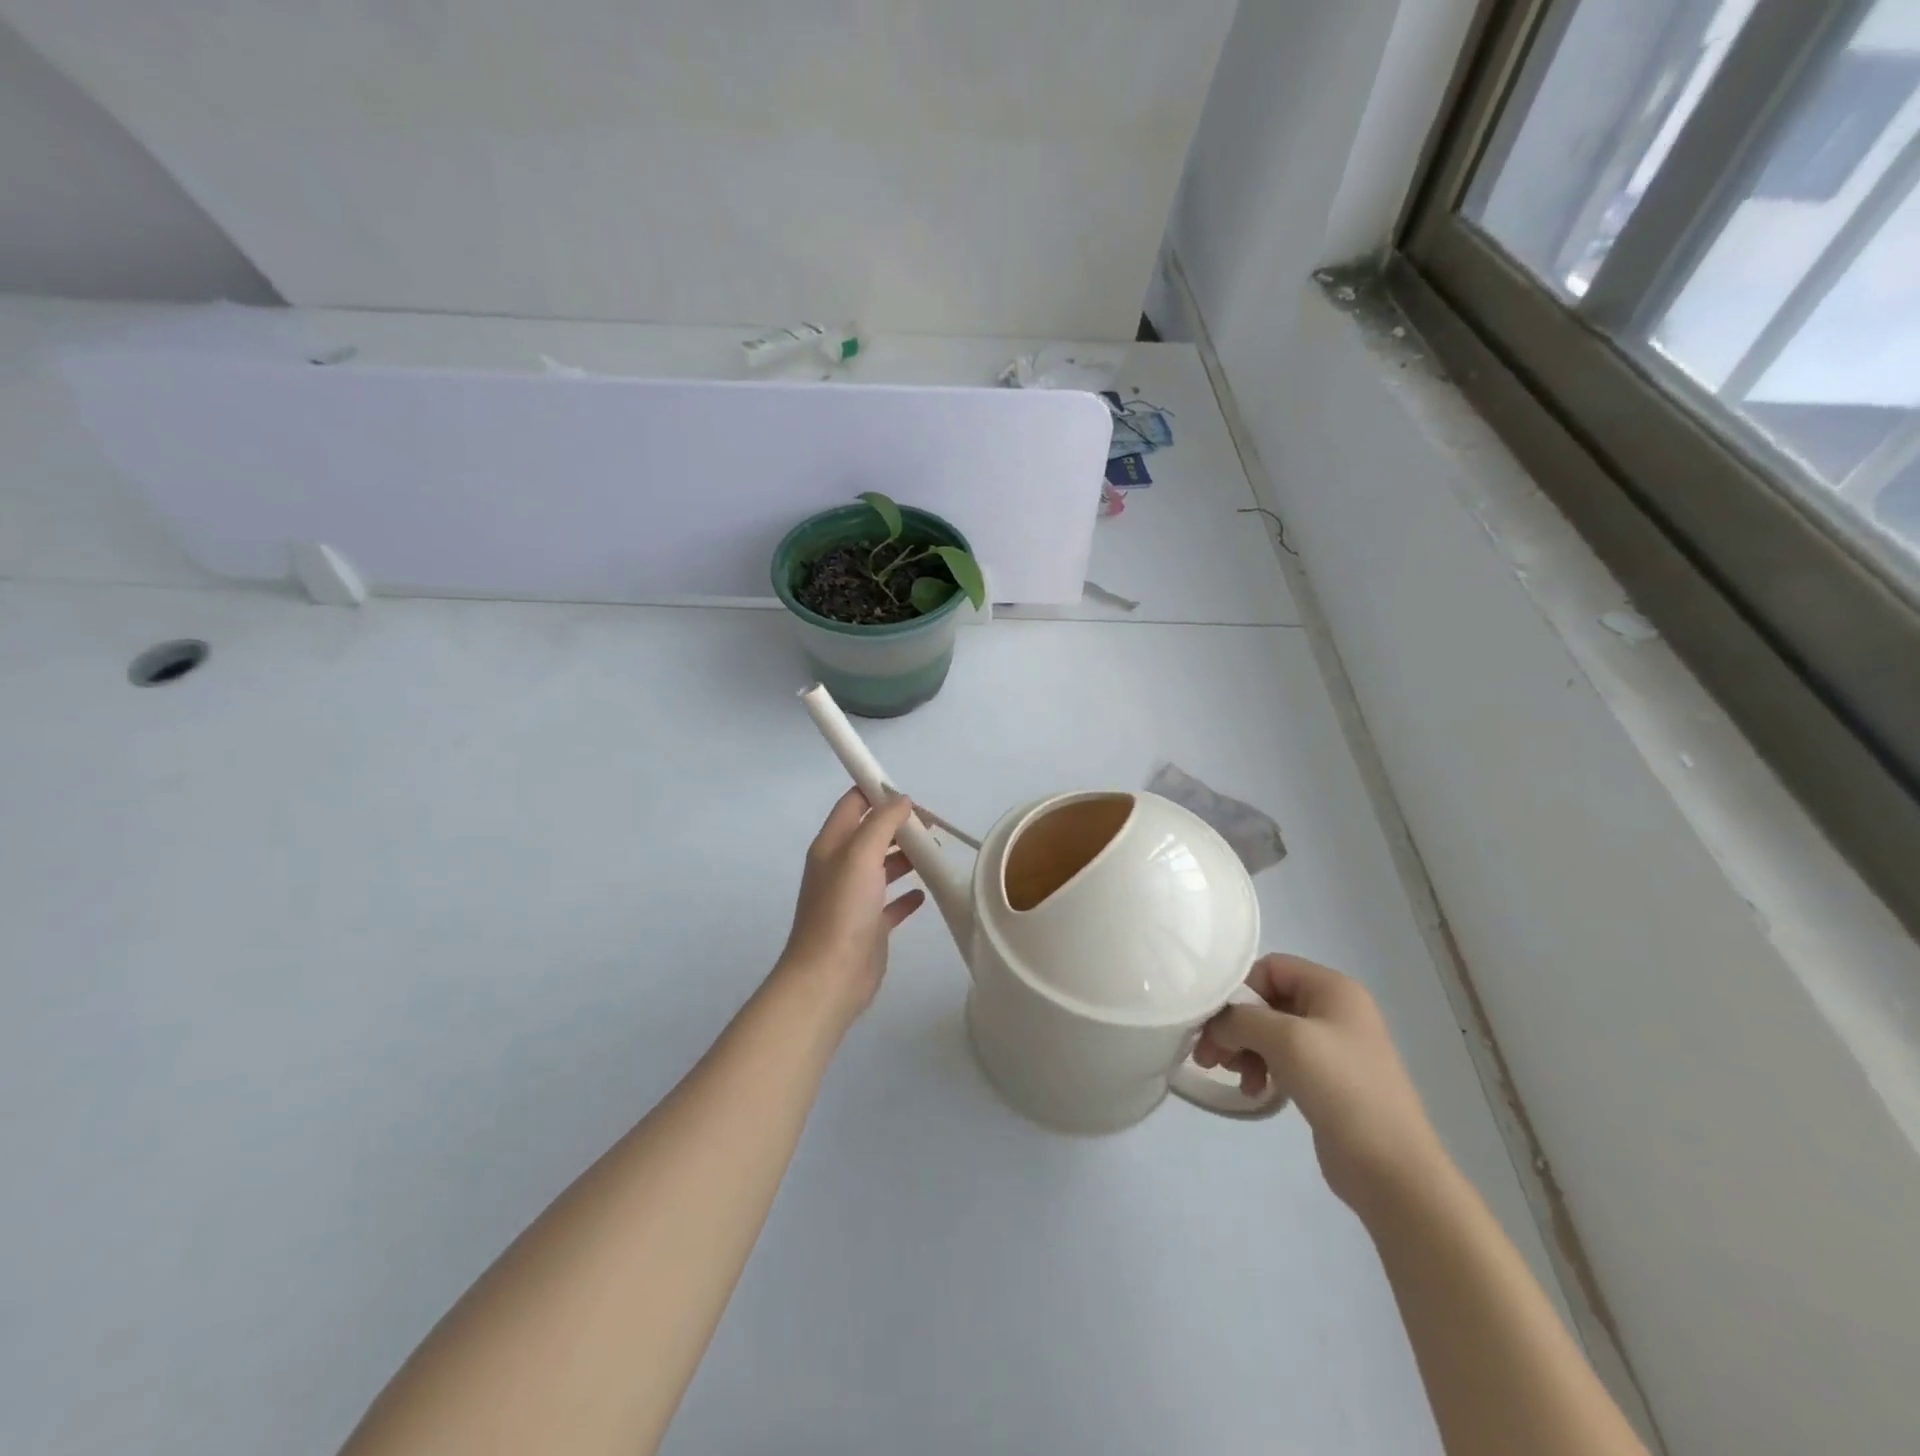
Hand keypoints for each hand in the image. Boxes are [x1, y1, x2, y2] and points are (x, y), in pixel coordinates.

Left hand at [775, 789, 925, 1021]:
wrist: (830, 977)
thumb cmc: (843, 910)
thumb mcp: (861, 855)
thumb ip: (882, 823)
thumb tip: (902, 800)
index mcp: (831, 846)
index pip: (853, 804)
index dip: (877, 792)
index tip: (910, 795)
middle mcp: (841, 867)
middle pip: (872, 834)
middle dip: (900, 824)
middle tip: (933, 825)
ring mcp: (854, 898)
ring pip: (883, 866)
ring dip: (907, 856)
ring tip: (936, 852)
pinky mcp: (870, 926)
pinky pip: (891, 902)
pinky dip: (907, 893)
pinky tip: (925, 892)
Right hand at [1196, 955, 1444, 1212]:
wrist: (1391, 1168)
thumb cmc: (1342, 1088)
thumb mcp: (1285, 1039)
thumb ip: (1239, 1019)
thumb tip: (1215, 1026)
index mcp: (1333, 988)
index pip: (1270, 967)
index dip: (1240, 990)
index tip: (1217, 1023)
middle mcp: (1334, 1010)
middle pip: (1267, 1001)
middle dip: (1235, 1025)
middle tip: (1208, 1055)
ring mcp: (1332, 1047)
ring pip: (1270, 1032)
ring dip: (1244, 1049)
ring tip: (1232, 1076)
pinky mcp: (1327, 1079)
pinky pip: (1282, 1059)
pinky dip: (1262, 1068)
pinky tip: (1254, 1091)